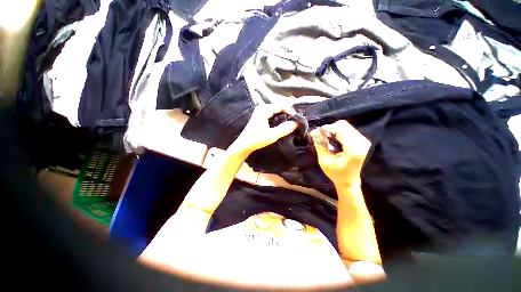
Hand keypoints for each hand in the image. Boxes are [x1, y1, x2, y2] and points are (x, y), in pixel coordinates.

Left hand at [228, 104, 297, 156]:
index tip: (297, 119)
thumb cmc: (256, 140)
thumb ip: (284, 129)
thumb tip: (296, 123)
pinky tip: (282, 122)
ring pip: (276, 109)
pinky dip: (279, 116)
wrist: (244, 144)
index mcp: (263, 110)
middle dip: (288, 113)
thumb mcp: (271, 136)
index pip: (281, 106)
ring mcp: (260, 111)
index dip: (290, 111)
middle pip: (279, 106)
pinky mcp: (260, 115)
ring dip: (284, 115)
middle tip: (295, 121)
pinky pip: (272, 112)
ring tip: (291, 122)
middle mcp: (262, 108)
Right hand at [310, 120, 370, 188]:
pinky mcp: (361, 140)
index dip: (326, 129)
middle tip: (320, 137)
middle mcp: (361, 141)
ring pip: (345, 126)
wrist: (349, 180)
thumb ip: (320, 144)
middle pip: (343, 125)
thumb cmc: (336, 173)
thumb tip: (314, 132)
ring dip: (333, 130)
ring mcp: (363, 140)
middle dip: (329, 129)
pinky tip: (332, 140)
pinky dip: (337, 132)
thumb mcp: (324, 160)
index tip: (315, 133)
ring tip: (326, 139)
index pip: (339, 129)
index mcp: (354, 148)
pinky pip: (347, 129)